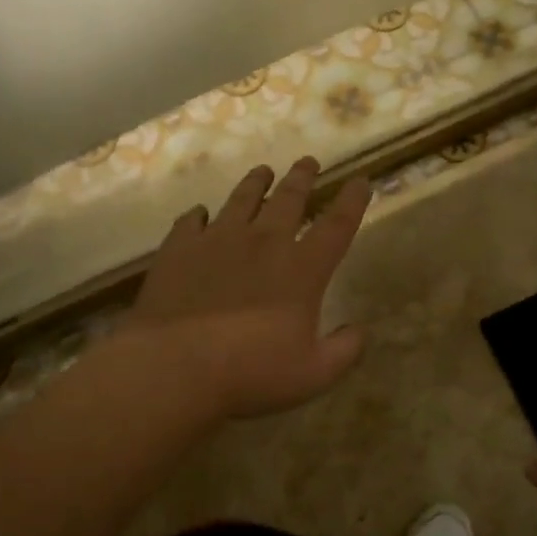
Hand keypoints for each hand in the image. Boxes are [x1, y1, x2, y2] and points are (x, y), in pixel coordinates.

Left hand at [120, 158, 372, 420]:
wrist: (175, 365)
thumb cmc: (251, 372)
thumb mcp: (313, 374)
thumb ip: (344, 351)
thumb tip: (359, 331)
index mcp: (302, 269)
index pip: (337, 224)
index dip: (353, 200)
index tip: (361, 181)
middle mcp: (264, 242)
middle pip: (289, 198)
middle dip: (303, 177)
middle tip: (308, 161)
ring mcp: (218, 239)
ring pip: (242, 199)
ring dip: (256, 182)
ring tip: (263, 170)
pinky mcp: (180, 248)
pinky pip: (191, 221)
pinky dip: (199, 214)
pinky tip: (199, 213)